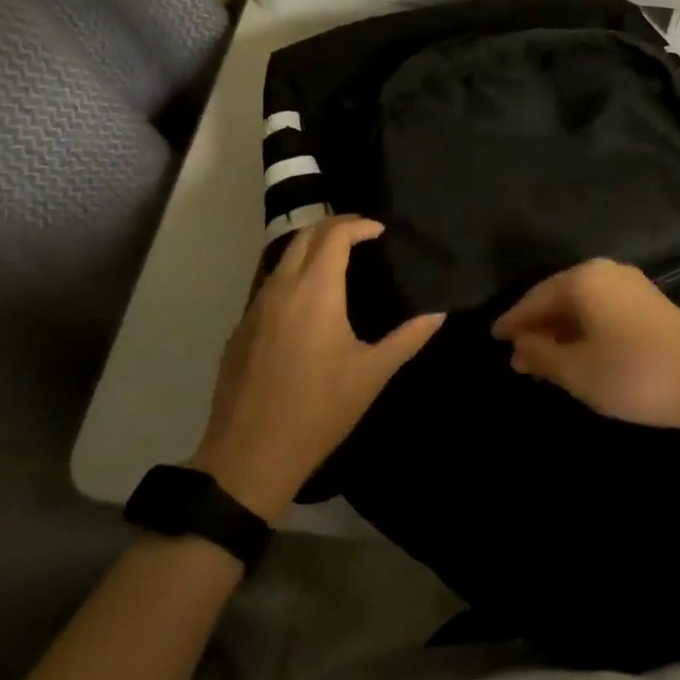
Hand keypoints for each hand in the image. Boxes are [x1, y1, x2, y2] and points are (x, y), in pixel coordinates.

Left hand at [192, 216, 443, 520]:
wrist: (251, 454)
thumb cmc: (320, 409)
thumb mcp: (372, 373)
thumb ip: (408, 338)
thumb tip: (439, 315)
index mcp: (315, 291)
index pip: (334, 236)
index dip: (358, 225)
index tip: (380, 231)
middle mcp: (281, 288)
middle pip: (304, 236)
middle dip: (333, 226)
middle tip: (360, 234)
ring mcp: (254, 308)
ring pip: (282, 258)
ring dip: (310, 248)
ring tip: (337, 260)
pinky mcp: (240, 330)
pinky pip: (268, 285)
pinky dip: (292, 275)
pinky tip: (308, 301)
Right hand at [491, 259, 679, 432]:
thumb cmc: (632, 373)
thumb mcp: (576, 371)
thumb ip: (540, 355)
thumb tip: (518, 346)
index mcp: (583, 278)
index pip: (535, 297)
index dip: (512, 320)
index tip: (492, 338)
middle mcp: (606, 271)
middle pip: (559, 296)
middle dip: (537, 326)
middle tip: (516, 355)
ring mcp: (632, 285)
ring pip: (582, 304)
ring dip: (560, 330)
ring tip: (542, 360)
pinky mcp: (650, 303)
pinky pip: (603, 309)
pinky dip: (584, 329)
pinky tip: (578, 353)